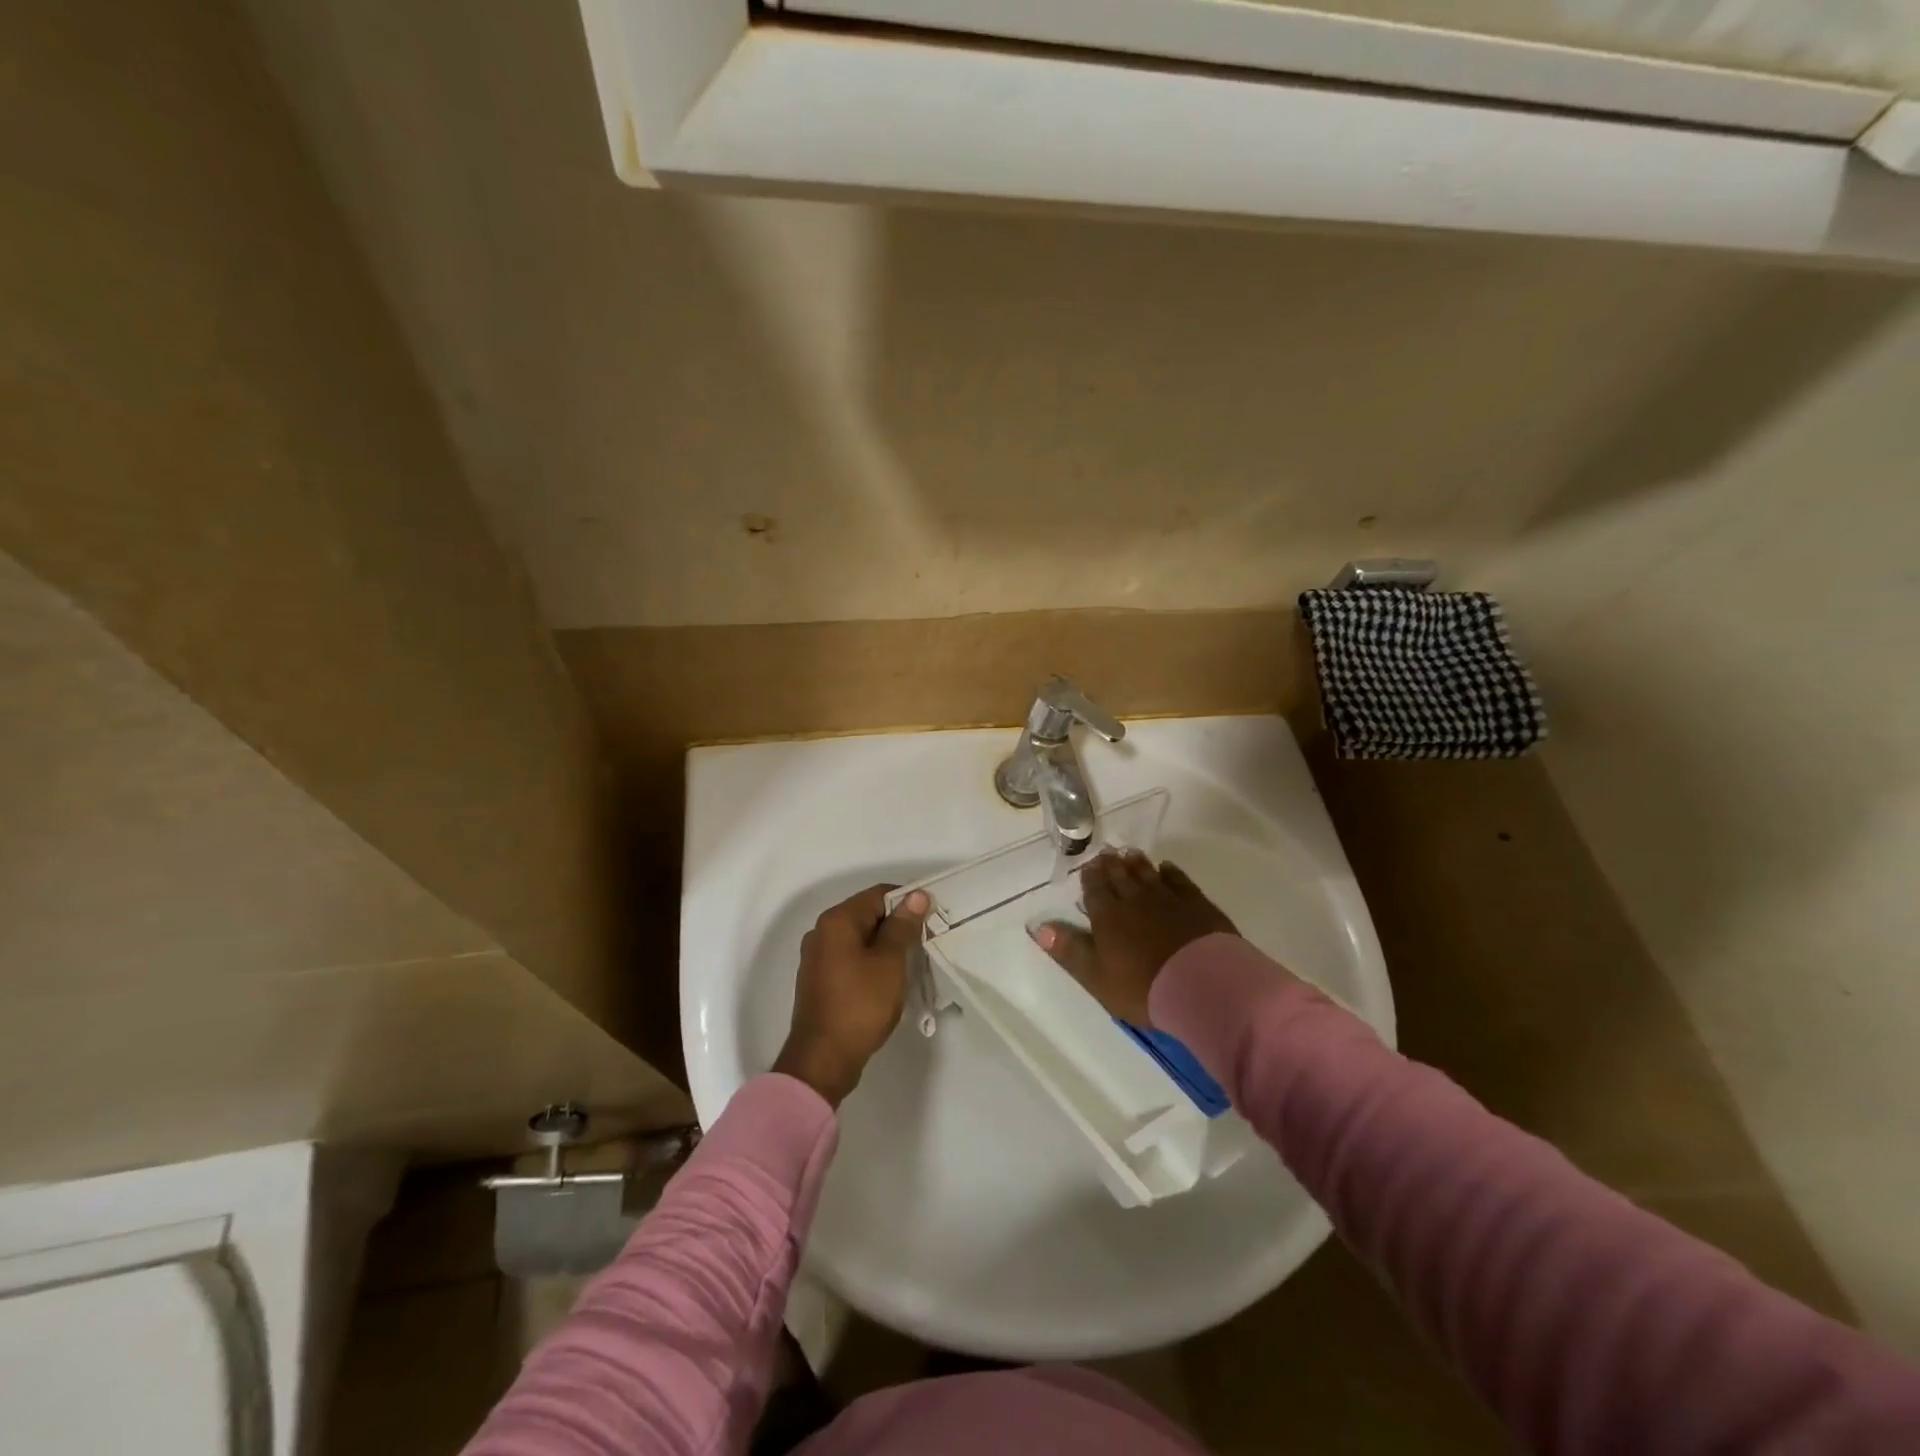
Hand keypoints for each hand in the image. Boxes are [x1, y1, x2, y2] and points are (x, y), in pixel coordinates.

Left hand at [773, 884, 930, 1106]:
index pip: (878, 894)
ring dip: (884, 945)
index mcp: (837, 921)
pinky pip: (849, 957)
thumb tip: (917, 895)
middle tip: (924, 942)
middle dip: (897, 924)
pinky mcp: (819, 979)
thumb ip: (902, 926)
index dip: (907, 902)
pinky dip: (869, 961)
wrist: (823, 1059)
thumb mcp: (889, 963)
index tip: (931, 919)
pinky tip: (887, 980)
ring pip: (859, 938)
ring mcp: (817, 957)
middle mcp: (821, 932)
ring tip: (910, 962)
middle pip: (867, 914)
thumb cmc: (860, 1005)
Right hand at [1033, 849, 1235, 1026]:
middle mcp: (1135, 900)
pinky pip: (1179, 881)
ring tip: (1129, 853)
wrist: (1202, 986)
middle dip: (1111, 865)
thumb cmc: (1143, 988)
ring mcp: (1168, 899)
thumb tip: (1039, 927)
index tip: (1088, 867)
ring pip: (1147, 874)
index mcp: (1108, 917)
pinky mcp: (1197, 904)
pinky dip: (1170, 872)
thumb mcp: (1096, 977)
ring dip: (1136, 863)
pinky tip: (1166, 868)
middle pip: (1120, 877)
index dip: (1090, 878)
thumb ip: (1069, 950)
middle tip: (1106, 854)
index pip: (1095, 891)